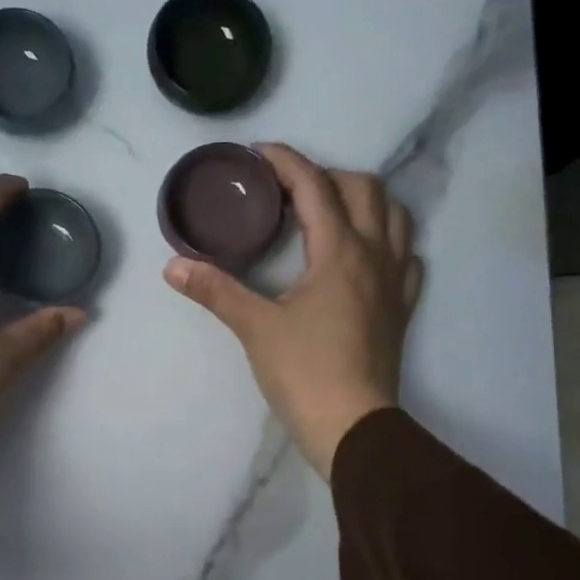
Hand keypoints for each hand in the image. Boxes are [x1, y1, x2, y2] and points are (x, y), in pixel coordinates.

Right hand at [163, 144, 421, 478]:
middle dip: (327, 176)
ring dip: (365, 200)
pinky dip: (389, 242)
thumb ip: (216, 290)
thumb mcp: (255, 328)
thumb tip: (172, 266)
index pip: (315, 187)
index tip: (259, 153)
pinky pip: (407, 258)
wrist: (352, 426)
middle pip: (364, 189)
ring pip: (395, 218)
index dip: (286, 162)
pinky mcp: (401, 310)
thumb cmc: (304, 373)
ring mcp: (395, 283)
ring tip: (331, 211)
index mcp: (340, 252)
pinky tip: (367, 255)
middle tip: (290, 189)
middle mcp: (375, 256)